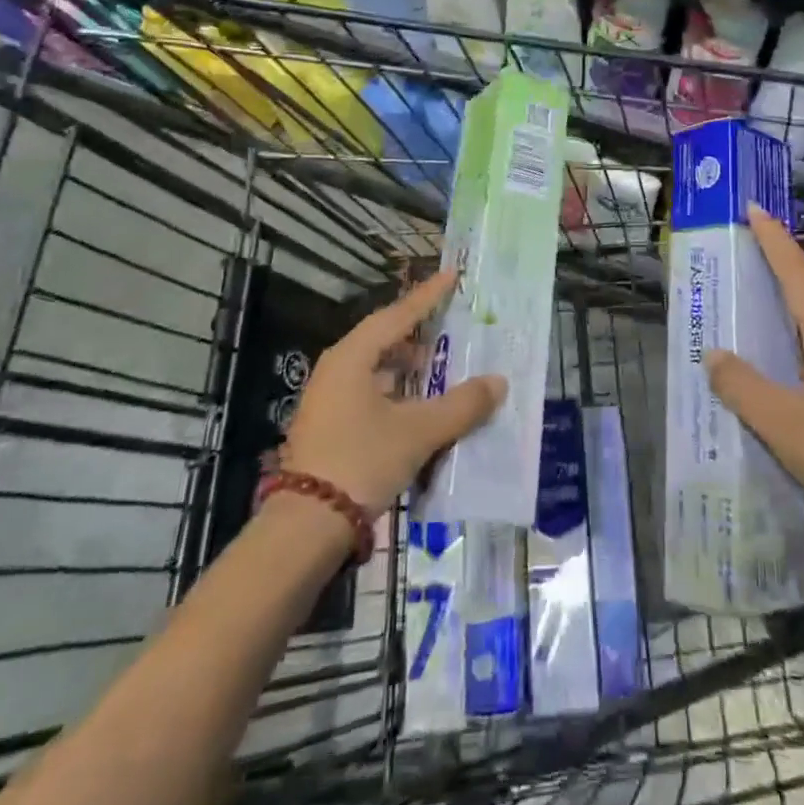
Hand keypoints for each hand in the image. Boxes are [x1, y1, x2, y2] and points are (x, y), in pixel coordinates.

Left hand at [279, 269, 505, 516]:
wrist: (305, 528)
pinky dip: (397, 391)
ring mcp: (329, 399)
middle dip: (419, 332)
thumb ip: (461, 405)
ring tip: (440, 366)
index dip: (428, 296)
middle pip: (384, 338)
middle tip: (451, 324)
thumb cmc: (362, 461)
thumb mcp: (418, 431)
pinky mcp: (329, 426)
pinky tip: (418, 406)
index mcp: (353, 357)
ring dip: (408, 366)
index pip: (398, 314)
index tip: (453, 276)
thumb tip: (498, 383)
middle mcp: (337, 370)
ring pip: (376, 368)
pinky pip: (370, 392)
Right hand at [706, 205, 803, 545]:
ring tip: (757, 306)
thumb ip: (742, 385)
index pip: (796, 271)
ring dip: (791, 307)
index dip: (773, 238)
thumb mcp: (781, 423)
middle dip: (779, 269)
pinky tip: (786, 362)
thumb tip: (714, 354)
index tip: (755, 208)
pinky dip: (802, 339)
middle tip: (744, 258)